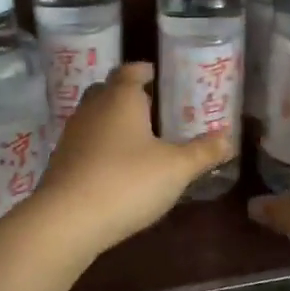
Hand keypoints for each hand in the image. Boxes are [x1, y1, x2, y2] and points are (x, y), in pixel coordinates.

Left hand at [33, 64, 231, 253]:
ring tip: (136, 137)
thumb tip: (229, 138)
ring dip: (112, 121)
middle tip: (150, 106)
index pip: (130, 71)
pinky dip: (99, 146)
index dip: (143, 71)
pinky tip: (114, 165)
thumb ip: (203, 152)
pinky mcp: (61, 161)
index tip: (155, 74)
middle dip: (126, 95)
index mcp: (120, 98)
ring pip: (94, 116)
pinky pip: (84, 142)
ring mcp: (72, 135)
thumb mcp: (176, 168)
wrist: (68, 219)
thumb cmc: (128, 181)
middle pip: (107, 90)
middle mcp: (92, 109)